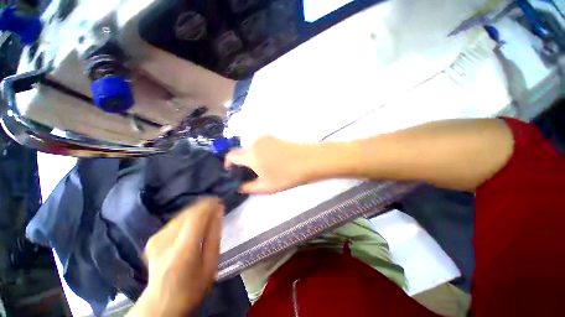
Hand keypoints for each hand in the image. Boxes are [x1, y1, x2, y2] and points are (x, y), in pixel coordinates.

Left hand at [128, 198, 223, 316]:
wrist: (160, 304)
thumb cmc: (191, 288)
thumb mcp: (210, 265)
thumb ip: (214, 236)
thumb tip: (218, 212)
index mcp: (183, 250)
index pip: (197, 215)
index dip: (209, 204)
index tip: (219, 202)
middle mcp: (166, 240)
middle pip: (189, 212)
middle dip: (204, 207)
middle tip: (216, 209)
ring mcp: (156, 239)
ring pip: (182, 214)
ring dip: (196, 213)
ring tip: (206, 219)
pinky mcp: (153, 239)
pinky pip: (175, 221)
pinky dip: (187, 220)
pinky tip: (192, 227)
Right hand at [225, 136, 315, 193]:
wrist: (308, 161)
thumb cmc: (286, 176)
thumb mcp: (265, 187)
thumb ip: (247, 187)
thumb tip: (237, 186)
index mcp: (250, 154)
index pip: (230, 155)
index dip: (228, 164)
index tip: (233, 172)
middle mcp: (255, 142)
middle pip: (242, 152)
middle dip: (243, 163)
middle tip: (252, 175)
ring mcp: (265, 138)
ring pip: (252, 149)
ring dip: (253, 158)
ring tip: (264, 169)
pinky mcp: (274, 137)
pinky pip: (261, 145)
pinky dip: (261, 153)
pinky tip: (272, 161)